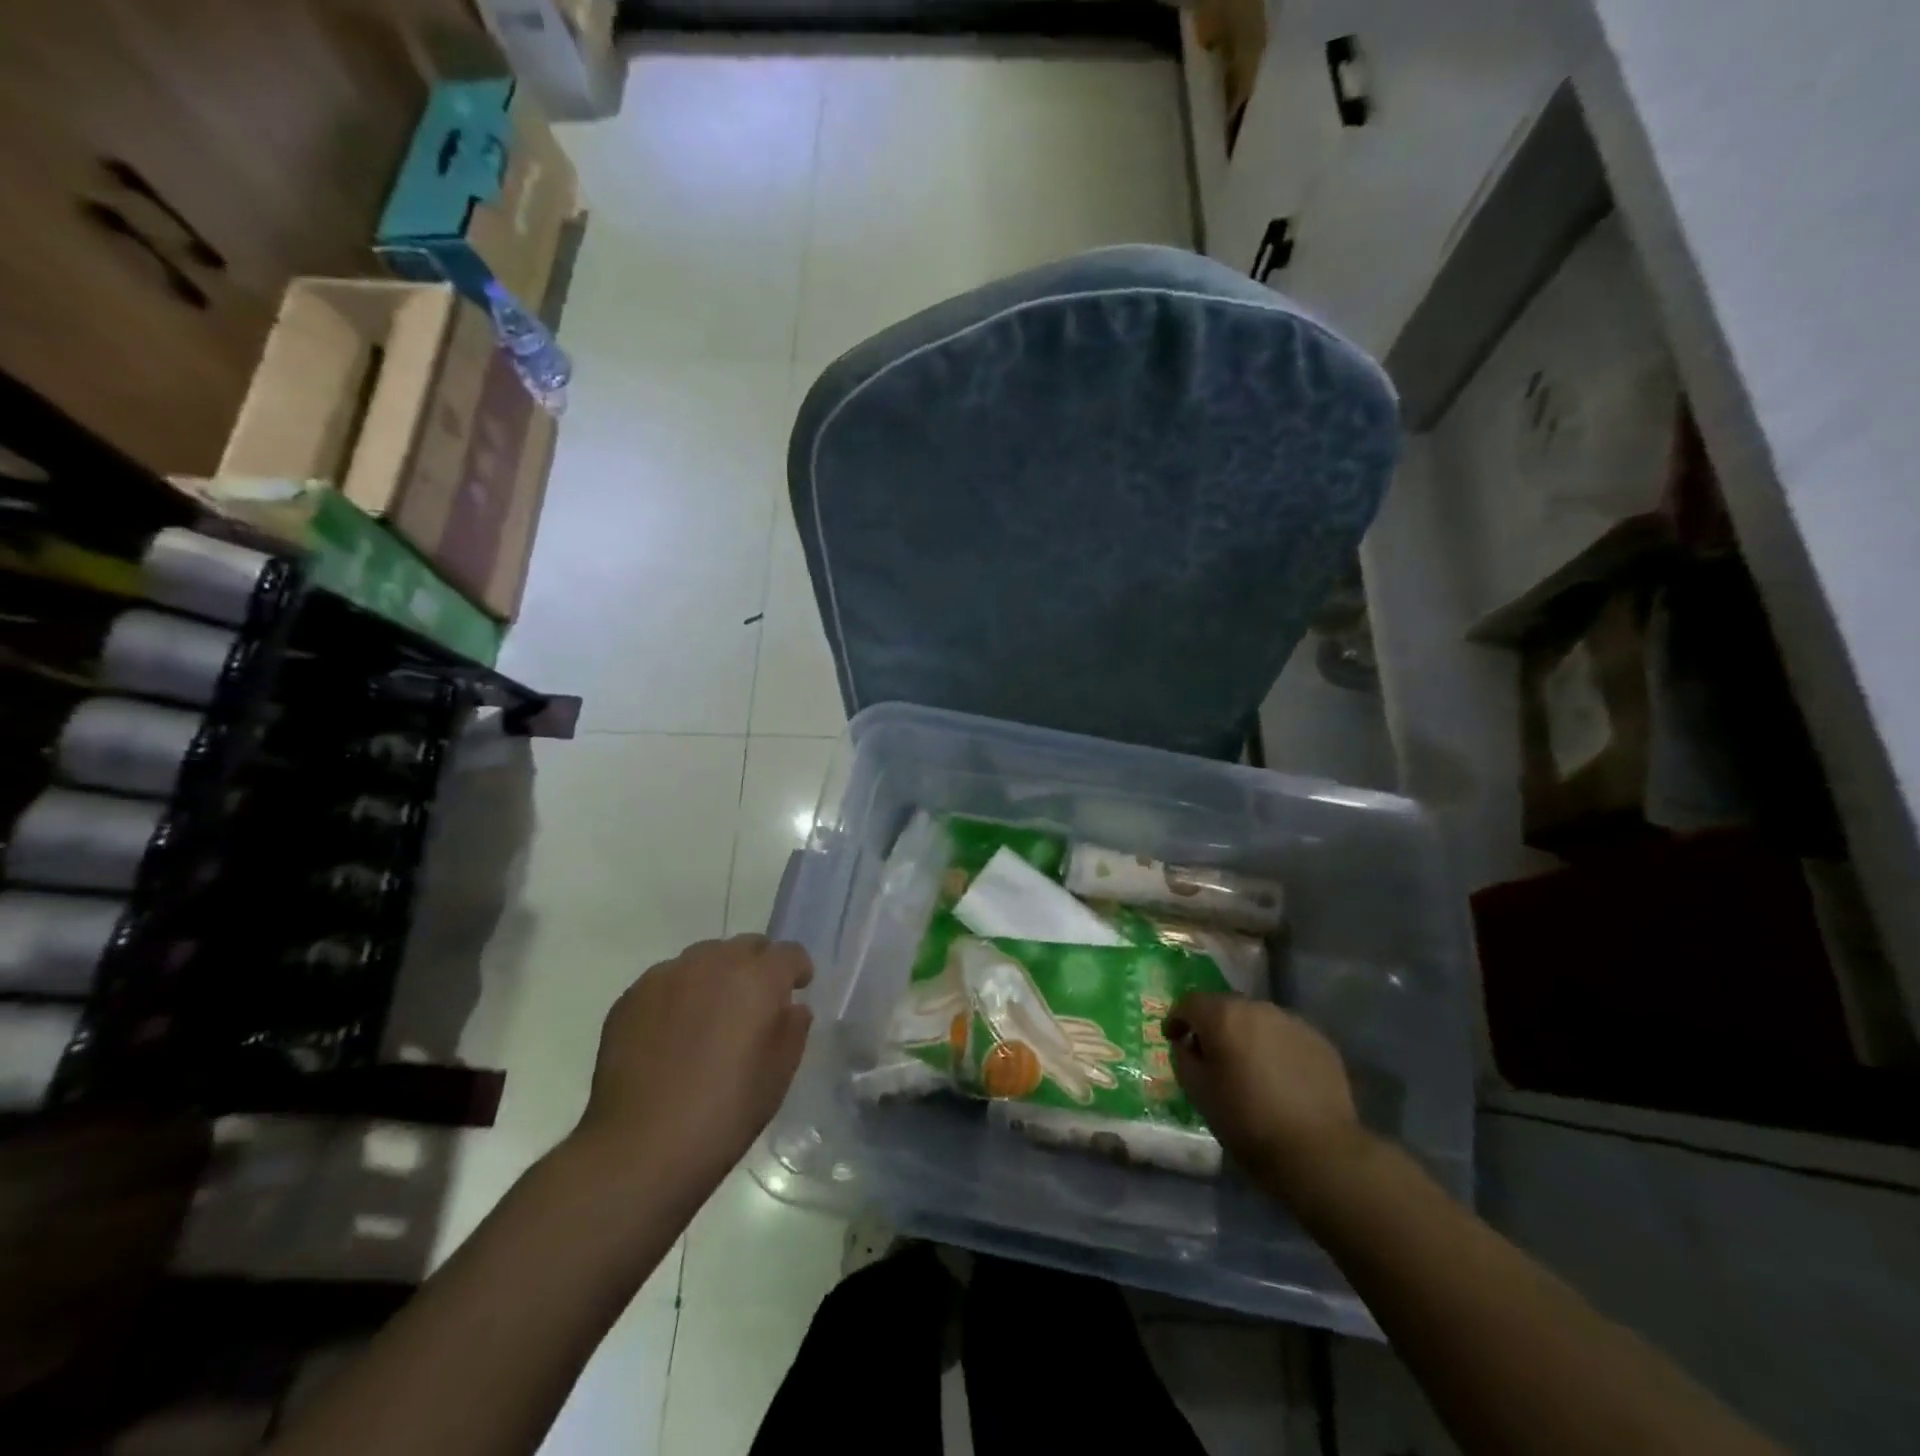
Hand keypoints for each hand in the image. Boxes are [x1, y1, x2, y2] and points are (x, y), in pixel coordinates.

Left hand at [571, 935, 813, 1196]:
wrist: (639, 1148)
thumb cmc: (724, 1114)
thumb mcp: (778, 1076)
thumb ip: (793, 1030)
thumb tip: (790, 1008)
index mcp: (757, 979)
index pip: (788, 953)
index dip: (797, 970)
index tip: (796, 991)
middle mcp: (713, 963)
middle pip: (745, 946)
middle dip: (757, 966)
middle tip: (754, 1004)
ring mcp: (667, 976)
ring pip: (703, 958)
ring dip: (716, 976)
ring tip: (709, 1016)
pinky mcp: (631, 995)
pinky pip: (667, 980)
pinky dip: (679, 994)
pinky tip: (672, 1033)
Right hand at [1167, 992, 1369, 1202]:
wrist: (1318, 1151)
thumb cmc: (1247, 1121)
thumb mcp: (1198, 1093)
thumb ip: (1184, 1058)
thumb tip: (1187, 1045)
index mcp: (1223, 1015)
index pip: (1189, 1003)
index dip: (1176, 1019)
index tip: (1173, 1038)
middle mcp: (1258, 1008)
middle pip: (1226, 1007)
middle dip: (1214, 1027)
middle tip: (1211, 1056)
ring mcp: (1293, 1022)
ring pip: (1258, 1021)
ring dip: (1247, 1036)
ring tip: (1248, 1067)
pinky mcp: (1320, 1042)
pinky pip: (1286, 1037)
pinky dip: (1275, 1049)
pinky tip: (1279, 1078)